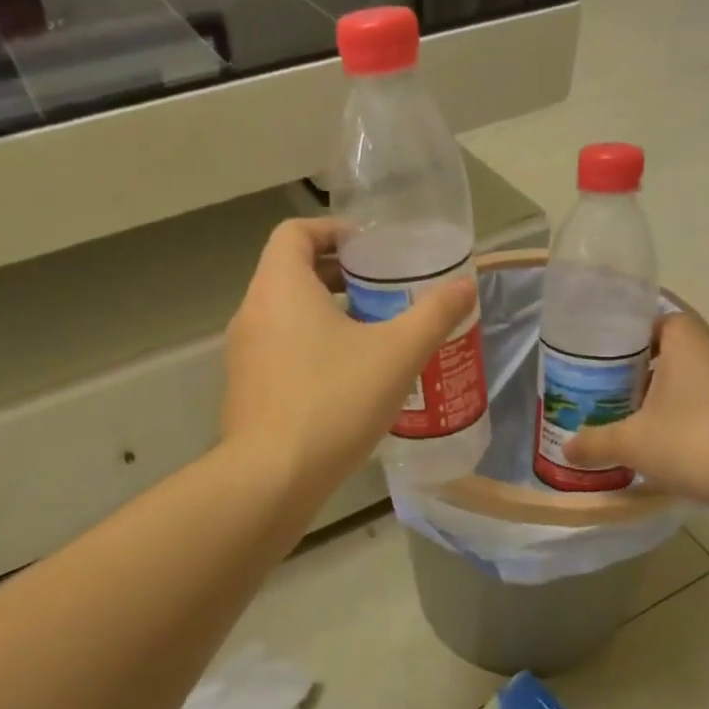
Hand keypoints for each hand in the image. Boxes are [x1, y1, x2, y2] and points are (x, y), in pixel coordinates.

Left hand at [222, 218, 475, 496]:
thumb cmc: (334, 401)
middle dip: (338, 274)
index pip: (296, 232)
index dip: (333, 230)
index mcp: (280, 287)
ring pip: (285, 315)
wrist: (273, 477)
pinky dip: (310, 347)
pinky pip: (279, 350)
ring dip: (325, 313)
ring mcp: (243, 355)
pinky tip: (347, 379)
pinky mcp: (245, 390)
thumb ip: (434, 314)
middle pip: (290, 272)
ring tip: (372, 333)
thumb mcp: (397, 354)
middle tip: (383, 289)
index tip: (371, 248)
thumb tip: (466, 286)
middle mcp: (252, 312)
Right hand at [565, 311, 708, 523]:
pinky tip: (679, 450)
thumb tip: (567, 448)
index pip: (668, 320)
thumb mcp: (631, 444)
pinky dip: (698, 422)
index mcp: (690, 348)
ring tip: (645, 424)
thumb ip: (596, 443)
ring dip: (676, 399)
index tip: (617, 357)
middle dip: (652, 371)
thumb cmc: (692, 443)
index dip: (641, 334)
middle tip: (620, 393)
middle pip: (683, 353)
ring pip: (701, 383)